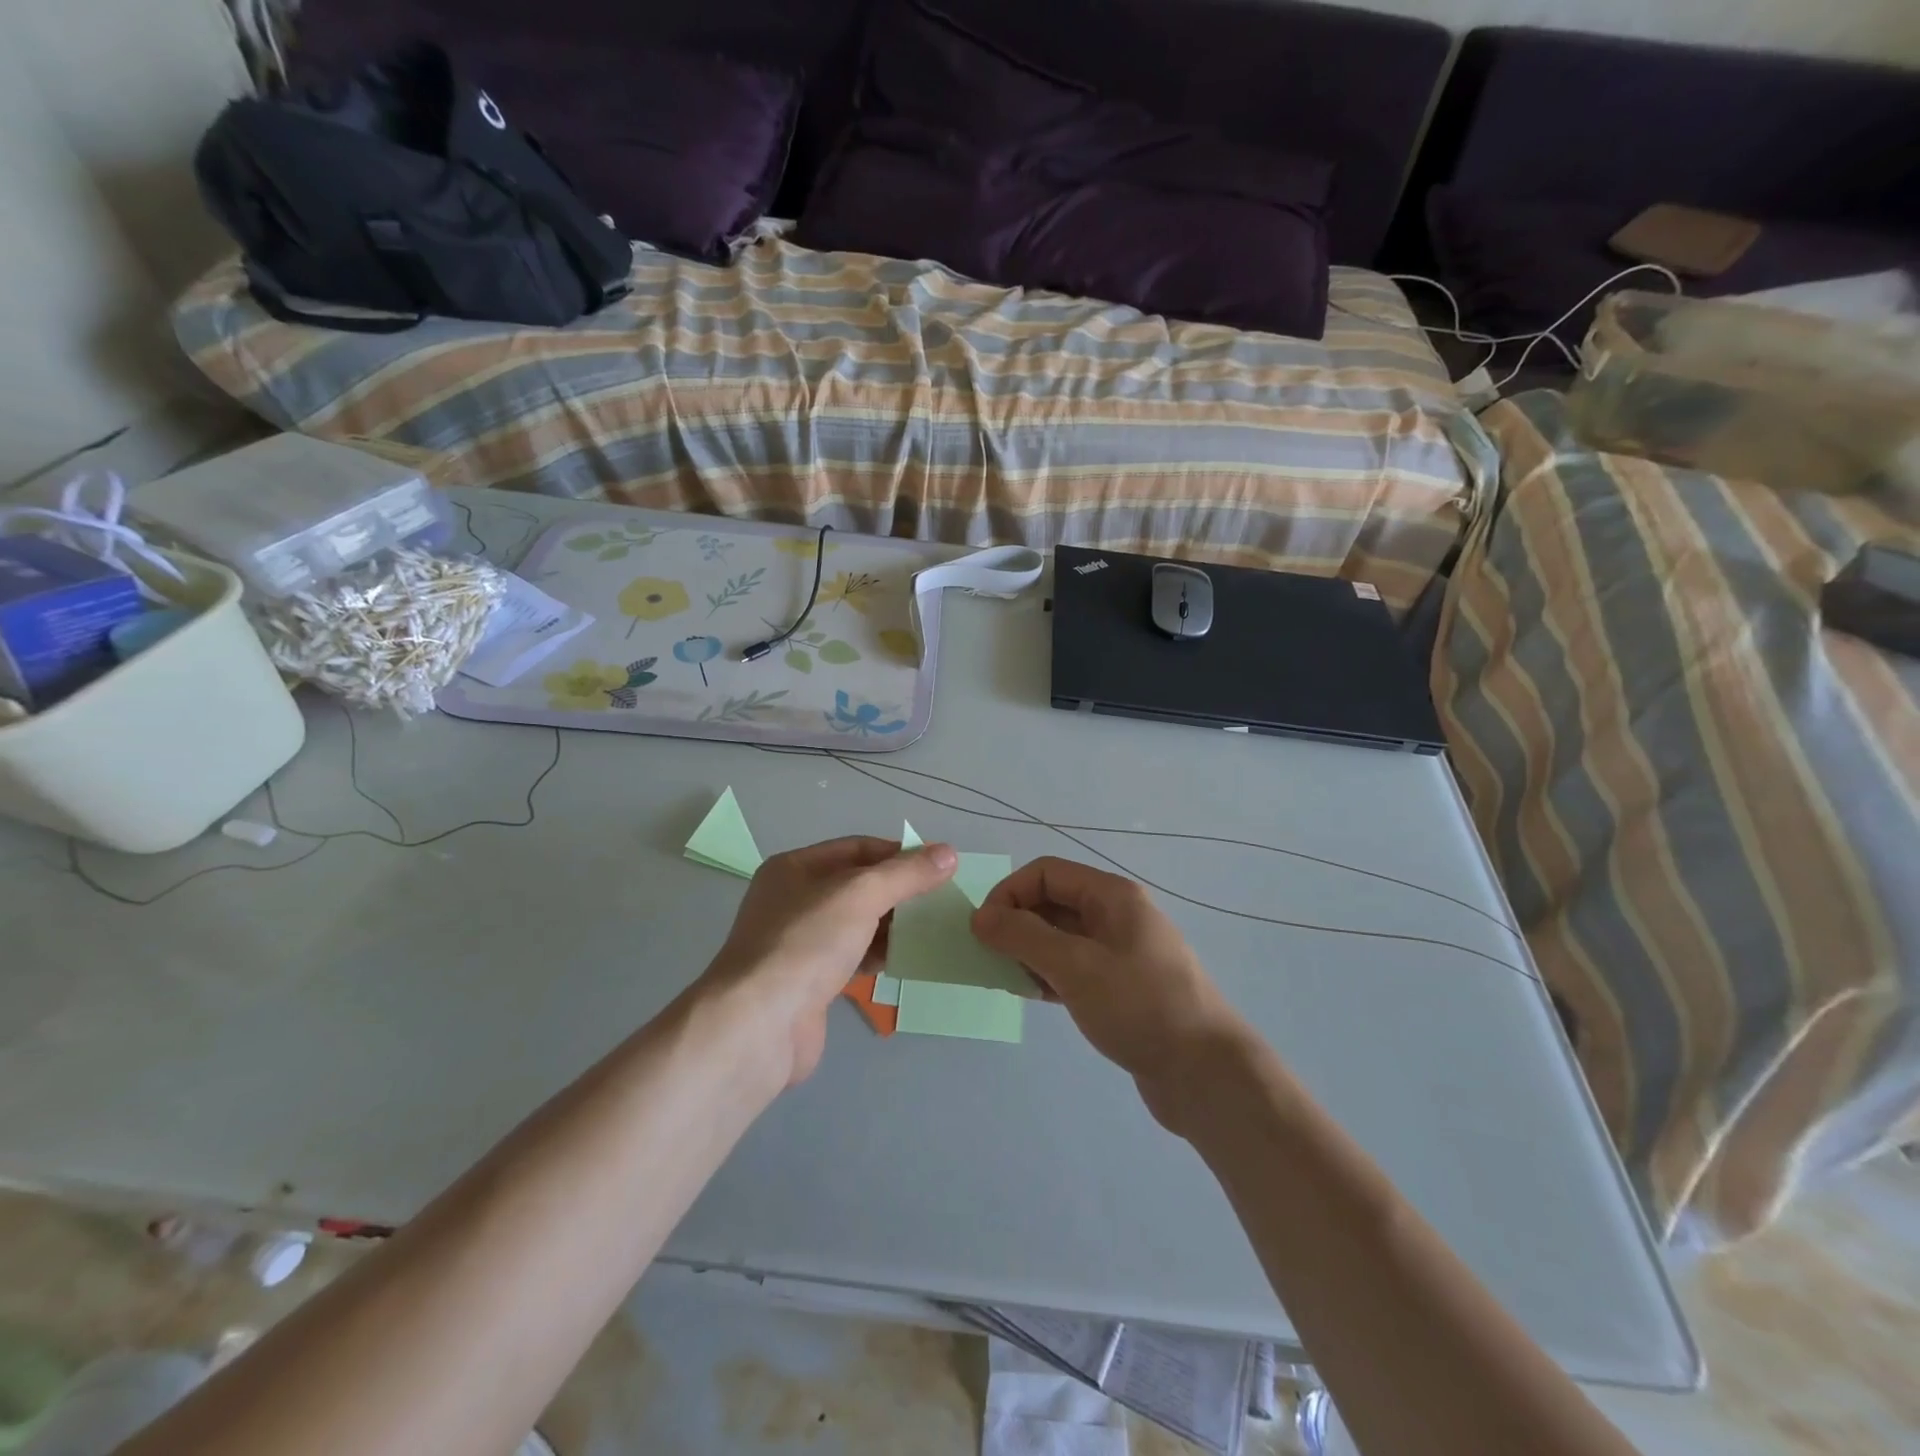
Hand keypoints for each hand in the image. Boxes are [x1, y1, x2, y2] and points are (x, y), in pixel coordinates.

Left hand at [701, 836, 956, 1086]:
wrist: (759, 1025)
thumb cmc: (806, 944)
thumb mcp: (861, 895)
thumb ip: (906, 874)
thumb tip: (948, 853)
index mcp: (795, 868)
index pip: (857, 848)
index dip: (899, 854)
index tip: (939, 867)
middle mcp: (793, 900)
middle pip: (857, 885)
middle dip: (898, 891)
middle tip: (940, 900)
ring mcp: (798, 943)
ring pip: (856, 923)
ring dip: (891, 924)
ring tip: (929, 929)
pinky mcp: (807, 981)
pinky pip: (851, 956)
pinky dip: (877, 954)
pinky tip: (904, 960)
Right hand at [971, 857, 1246, 1128]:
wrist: (1205, 1073)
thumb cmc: (1139, 1006)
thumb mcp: (1075, 966)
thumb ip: (1023, 936)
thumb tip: (980, 917)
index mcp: (1112, 896)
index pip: (1046, 873)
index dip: (1009, 894)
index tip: (984, 931)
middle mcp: (1117, 915)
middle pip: (1053, 902)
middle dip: (1017, 924)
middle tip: (991, 959)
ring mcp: (1121, 952)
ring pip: (1061, 937)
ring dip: (1030, 952)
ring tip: (1010, 981)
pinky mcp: (1122, 986)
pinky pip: (1075, 967)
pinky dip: (1049, 974)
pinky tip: (1036, 997)